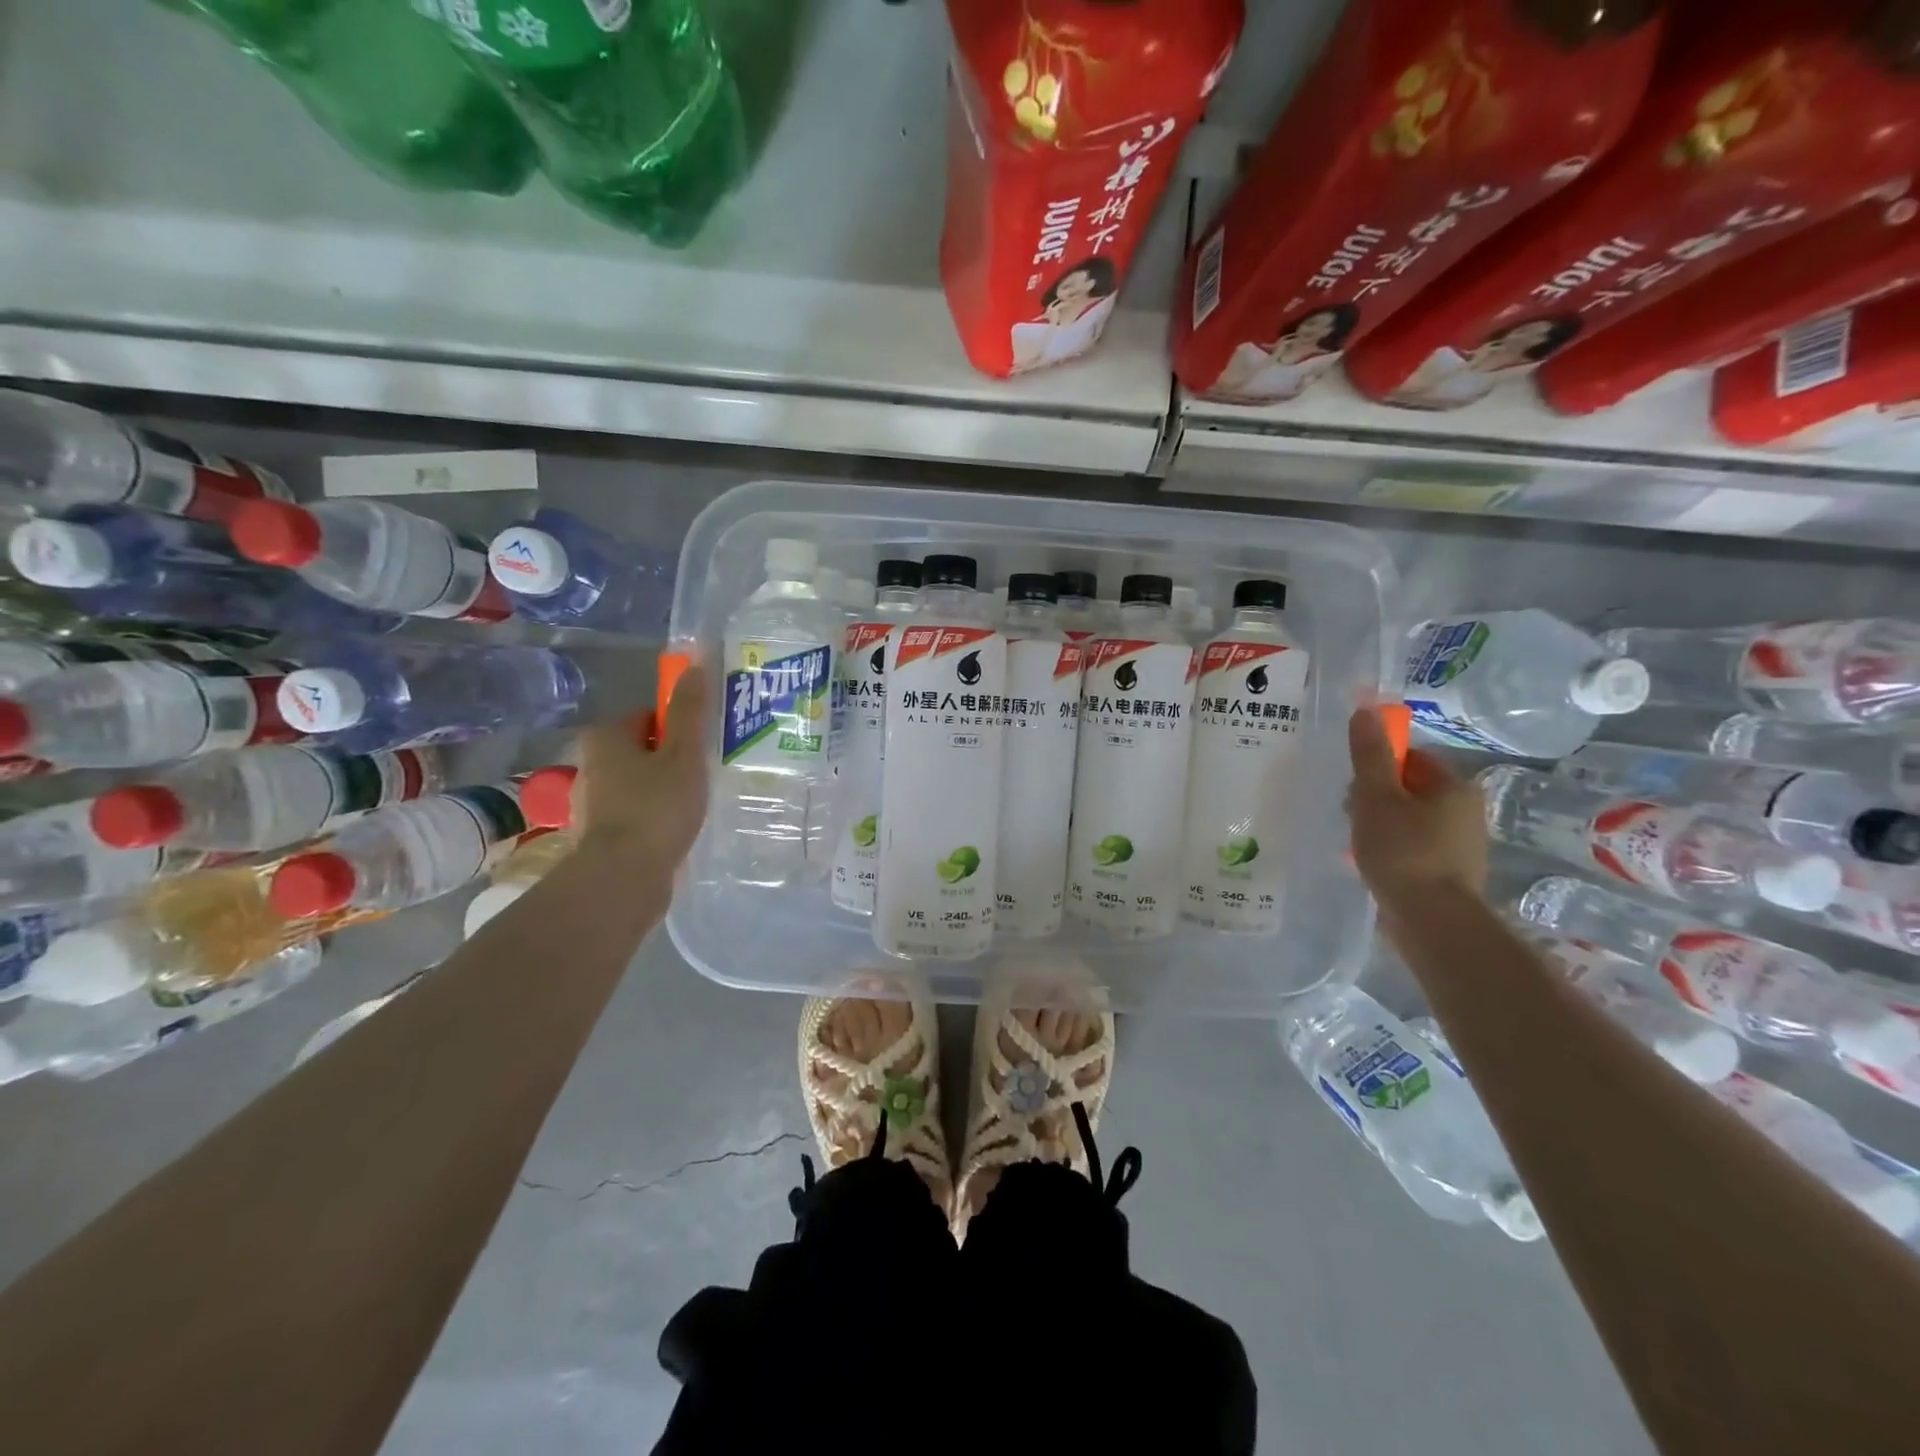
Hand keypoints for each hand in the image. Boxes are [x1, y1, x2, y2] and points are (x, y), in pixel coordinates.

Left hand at [574, 662, 711, 876]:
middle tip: (707, 774)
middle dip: (674, 759)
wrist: (623, 877)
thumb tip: (697, 663)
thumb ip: (691, 711)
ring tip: (698, 804)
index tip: (705, 746)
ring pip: (640, 783)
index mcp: (604, 738)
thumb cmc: (656, 808)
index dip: (680, 728)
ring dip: (666, 790)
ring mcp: (593, 802)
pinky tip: (679, 829)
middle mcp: (590, 765)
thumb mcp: (684, 754)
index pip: (649, 717)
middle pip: (644, 750)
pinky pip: (637, 812)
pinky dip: (657, 816)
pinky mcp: (602, 834)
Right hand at [1346, 706, 1487, 912]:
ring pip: (1408, 819)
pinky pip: (1412, 847)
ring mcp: (1460, 844)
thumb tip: (1366, 709)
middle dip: (1374, 798)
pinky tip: (1371, 863)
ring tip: (1356, 843)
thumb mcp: (1377, 797)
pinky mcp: (1449, 872)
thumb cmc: (1403, 851)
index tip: (1353, 787)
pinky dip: (1390, 849)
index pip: (1410, 758)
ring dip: (1379, 825)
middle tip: (1351, 816)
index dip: (1376, 767)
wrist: (1431, 921)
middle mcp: (1466, 811)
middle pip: (1408, 789)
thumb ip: (1370, 755)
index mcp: (1455, 787)